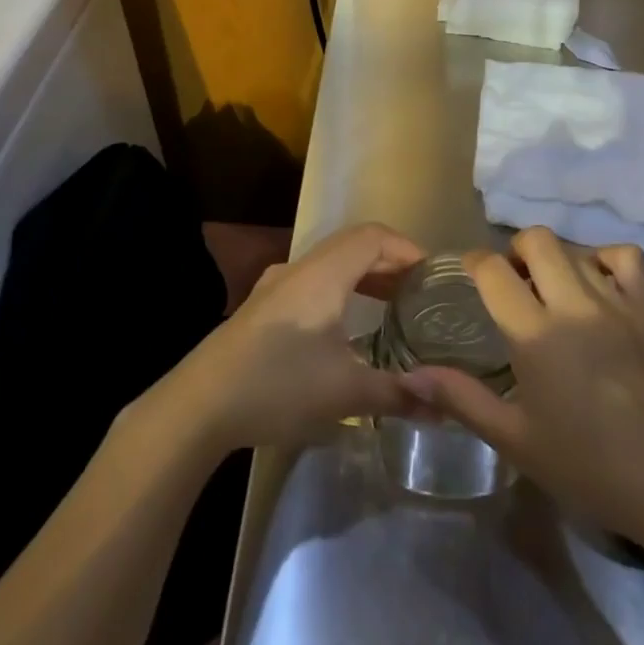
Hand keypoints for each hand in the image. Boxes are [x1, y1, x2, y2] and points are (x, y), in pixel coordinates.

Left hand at [161, 222, 426, 454]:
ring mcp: (275, 287)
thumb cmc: (278, 385)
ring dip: (364, 279)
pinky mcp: (261, 309)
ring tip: (393, 309)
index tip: (435, 278)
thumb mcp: (345, 392)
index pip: (374, 236)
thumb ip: (398, 393)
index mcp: (322, 273)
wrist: (198, 405)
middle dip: (391, 265)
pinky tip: (348, 330)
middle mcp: (298, 268)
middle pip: (353, 247)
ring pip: (331, 266)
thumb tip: (445, 408)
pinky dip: (341, 294)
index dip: (408, 249)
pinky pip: (313, 285)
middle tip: (421, 297)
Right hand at [405, 227, 643, 568]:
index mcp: (535, 334)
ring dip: (557, 258)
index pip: (493, 269)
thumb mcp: (518, 441)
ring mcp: (619, 302)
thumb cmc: (593, 468)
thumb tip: (411, 375)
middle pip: (536, 239)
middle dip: (515, 250)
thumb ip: (463, 400)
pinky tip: (601, 286)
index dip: (474, 262)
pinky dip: (606, 261)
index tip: (470, 274)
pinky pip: (627, 259)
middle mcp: (574, 304)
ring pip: (578, 247)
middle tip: (513, 282)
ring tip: (554, 286)